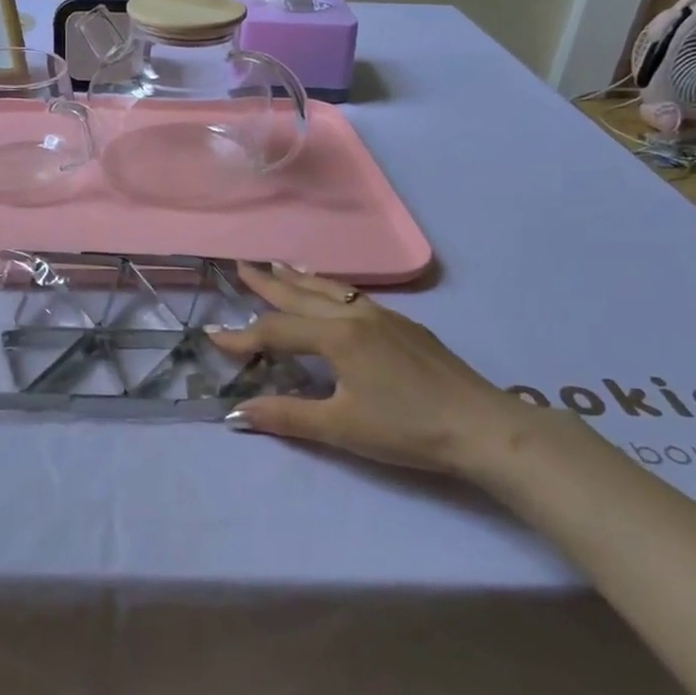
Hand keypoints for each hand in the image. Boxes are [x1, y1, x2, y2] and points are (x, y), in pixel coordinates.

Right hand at [207, 262, 548, 476]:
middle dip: (269, 282)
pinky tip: (332, 294)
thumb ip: (288, 416)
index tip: (212, 336)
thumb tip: (238, 411)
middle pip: (302, 295)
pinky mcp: (405, 326)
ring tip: (279, 266)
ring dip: (300, 279)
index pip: (277, 331)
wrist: (483, 426)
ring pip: (331, 290)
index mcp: (337, 337)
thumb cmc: (407, 428)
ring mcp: (384, 317)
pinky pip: (354, 296)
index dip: (243, 336)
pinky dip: (329, 288)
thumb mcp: (342, 428)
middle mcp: (356, 316)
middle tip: (241, 266)